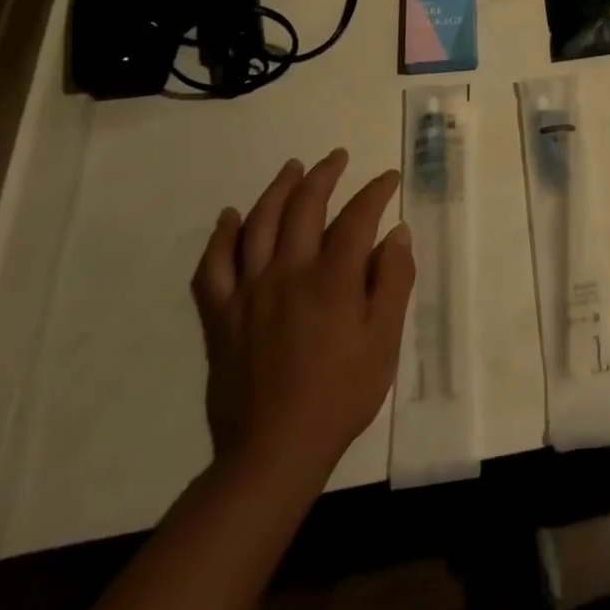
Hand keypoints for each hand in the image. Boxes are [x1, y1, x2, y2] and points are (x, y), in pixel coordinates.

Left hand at [190, 149, 413, 487]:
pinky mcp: (220, 316)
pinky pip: (213, 267)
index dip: (376, 191)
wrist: (272, 451)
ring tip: (292, 168)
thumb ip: (393, 282)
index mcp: (333, 279)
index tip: (389, 178)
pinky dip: (221, 237)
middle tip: (337, 158)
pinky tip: (230, 219)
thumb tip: (396, 233)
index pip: (357, 217)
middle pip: (304, 207)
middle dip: (324, 175)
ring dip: (277, 190)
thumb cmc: (340, 395)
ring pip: (258, 225)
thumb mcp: (384, 341)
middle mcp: (288, 273)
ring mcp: (248, 293)